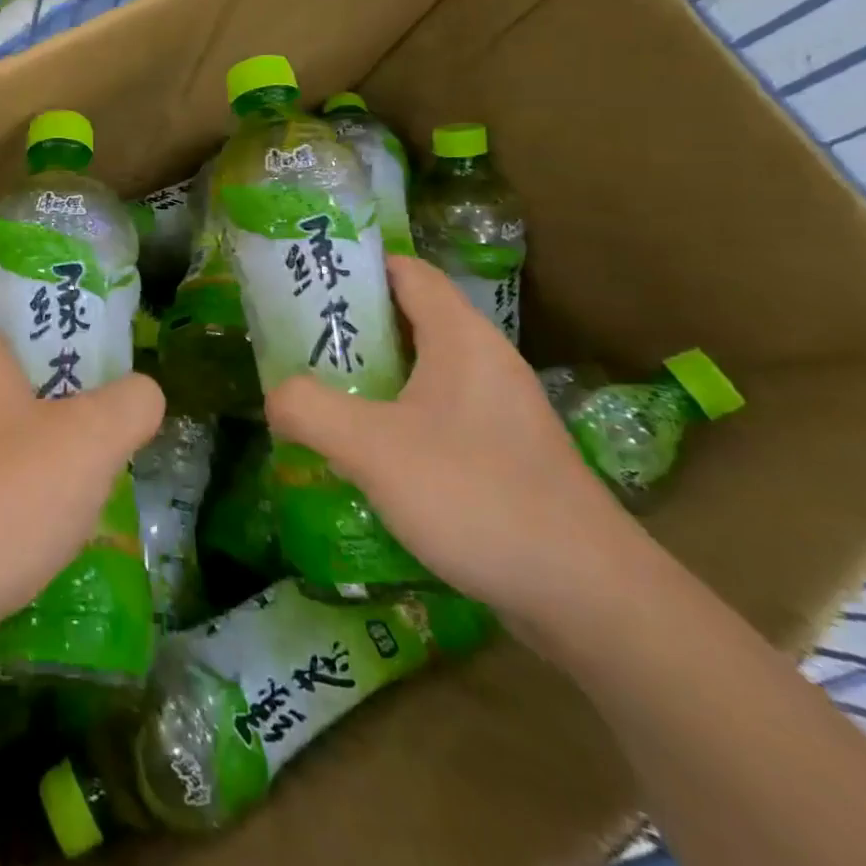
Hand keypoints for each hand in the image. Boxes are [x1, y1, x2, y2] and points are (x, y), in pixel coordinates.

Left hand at [0, 306, 164, 672]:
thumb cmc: (3, 494)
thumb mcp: (91, 442)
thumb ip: (129, 406)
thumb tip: (143, 393)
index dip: (11, 327)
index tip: (55, 357)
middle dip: (27, 399)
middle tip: (77, 424)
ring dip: (11, 458)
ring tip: (62, 487)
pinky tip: (26, 541)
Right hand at [264, 255, 647, 625]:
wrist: (590, 598)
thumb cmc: (477, 496)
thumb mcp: (372, 448)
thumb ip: (308, 410)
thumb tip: (275, 398)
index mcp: (461, 337)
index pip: (405, 271)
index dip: (354, 267)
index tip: (303, 281)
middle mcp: (484, 361)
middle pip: (408, 318)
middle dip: (349, 326)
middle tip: (294, 342)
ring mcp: (499, 410)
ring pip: (421, 370)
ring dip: (370, 375)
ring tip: (318, 394)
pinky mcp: (504, 454)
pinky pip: (437, 413)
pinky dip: (395, 416)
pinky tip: (365, 452)